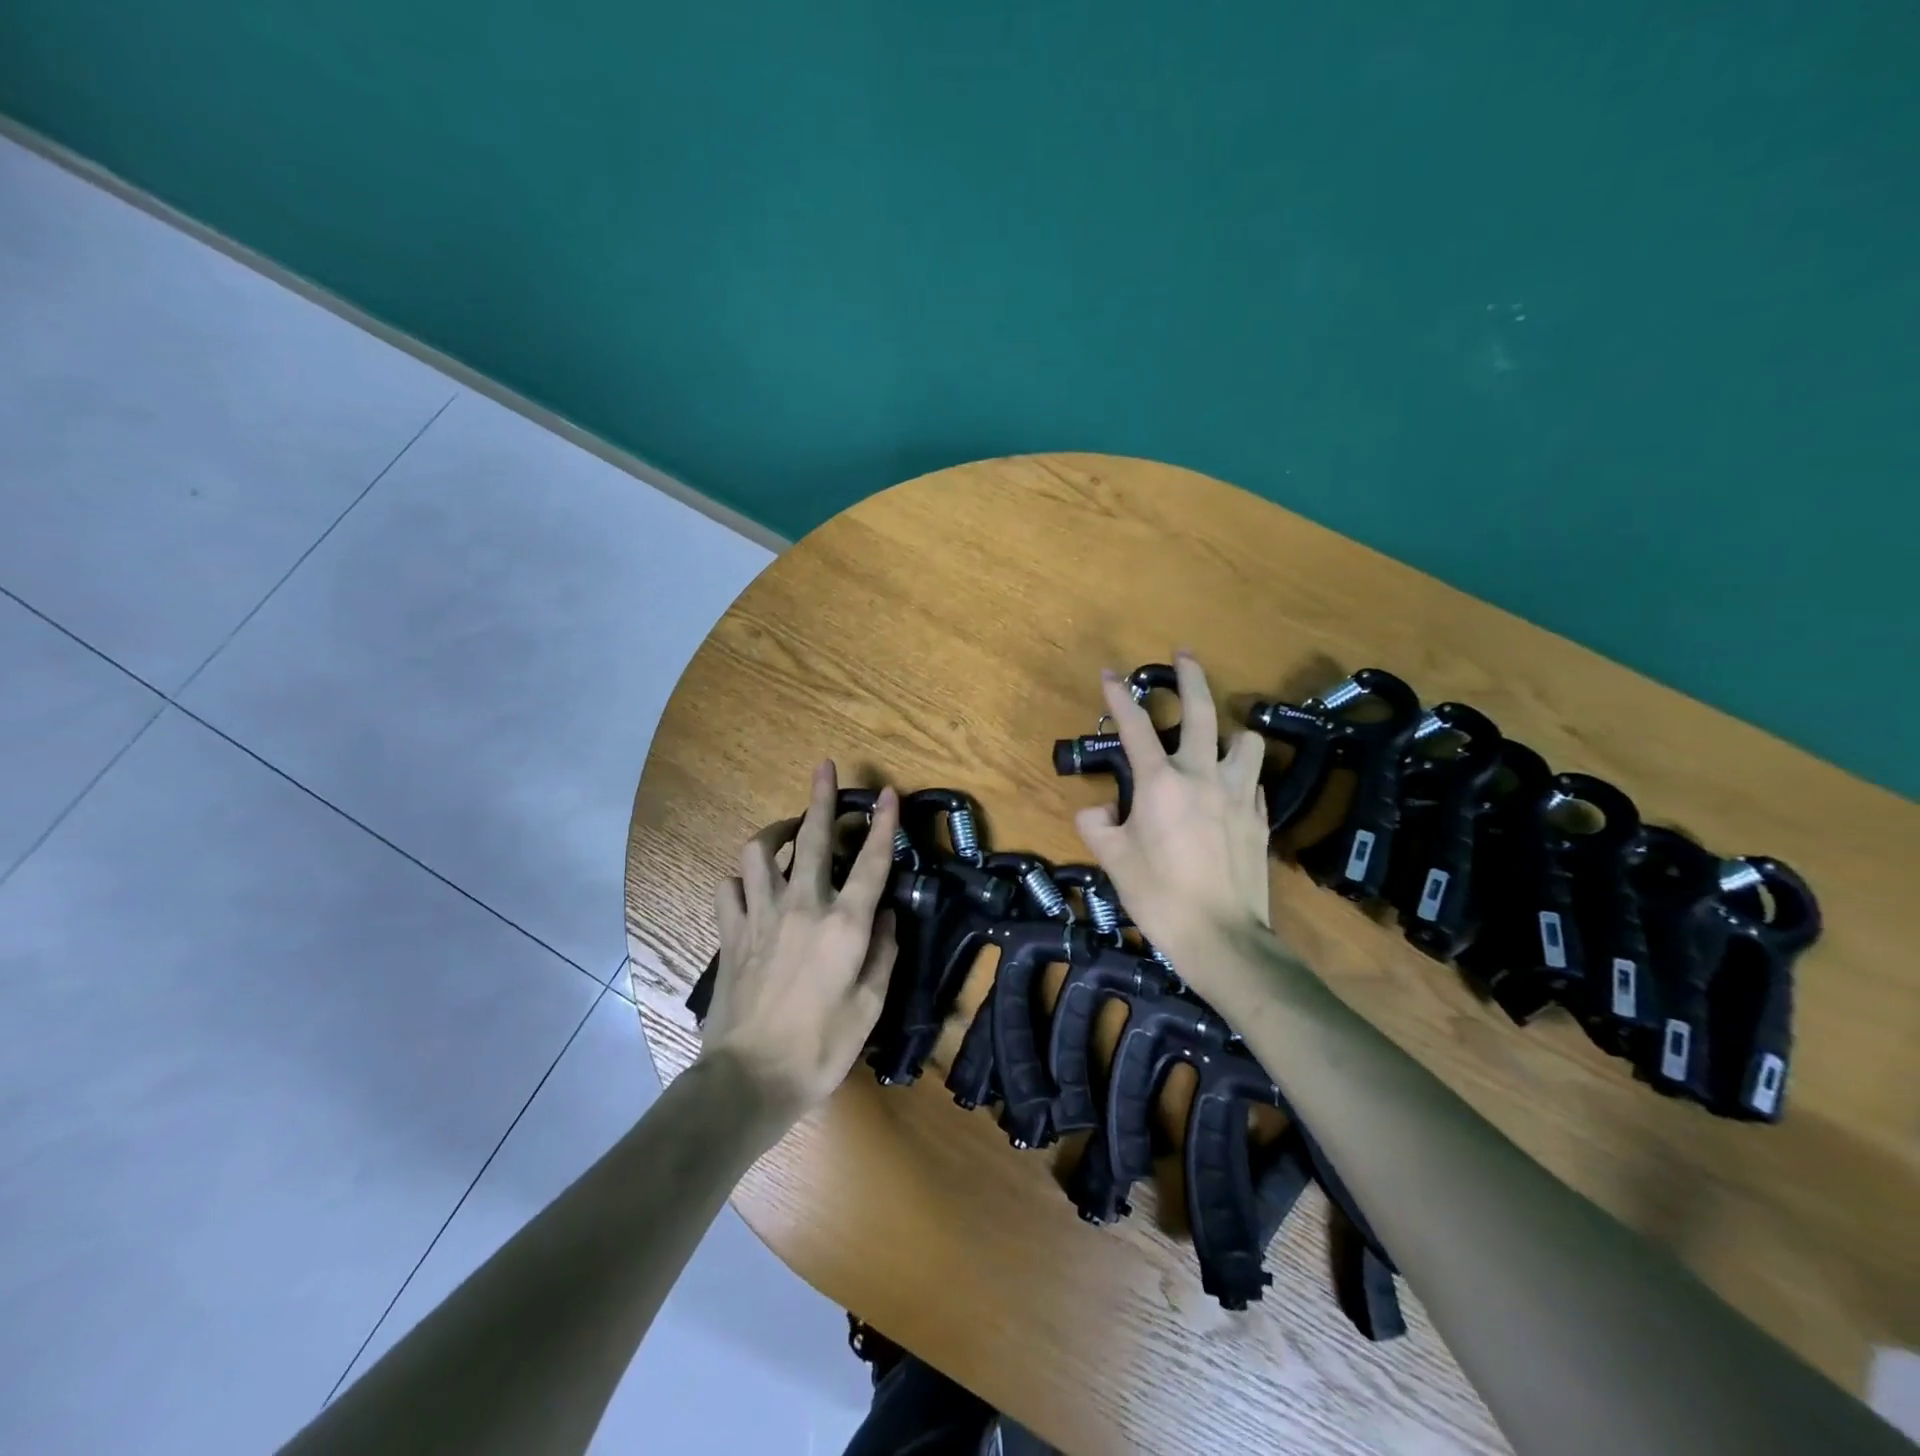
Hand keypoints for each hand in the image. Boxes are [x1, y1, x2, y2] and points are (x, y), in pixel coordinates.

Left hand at [698, 762, 900, 1116]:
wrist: (750, 1079)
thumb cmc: (821, 1047)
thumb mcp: (870, 1005)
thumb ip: (883, 952)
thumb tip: (886, 914)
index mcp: (844, 924)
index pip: (872, 862)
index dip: (884, 824)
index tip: (889, 794)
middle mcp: (803, 906)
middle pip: (813, 838)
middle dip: (821, 798)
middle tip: (823, 767)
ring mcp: (760, 916)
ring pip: (760, 852)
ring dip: (774, 833)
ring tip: (786, 831)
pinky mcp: (730, 933)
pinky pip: (729, 889)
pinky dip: (740, 881)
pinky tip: (749, 887)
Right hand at [1073, 653, 1272, 990]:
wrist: (1221, 937)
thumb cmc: (1158, 895)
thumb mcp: (1113, 859)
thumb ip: (1097, 825)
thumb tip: (1100, 808)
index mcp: (1161, 783)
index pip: (1134, 727)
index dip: (1118, 696)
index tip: (1109, 673)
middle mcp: (1202, 776)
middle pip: (1201, 711)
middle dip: (1191, 676)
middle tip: (1184, 654)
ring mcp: (1239, 795)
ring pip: (1245, 741)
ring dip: (1231, 731)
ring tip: (1220, 738)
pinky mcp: (1261, 818)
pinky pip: (1254, 781)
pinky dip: (1241, 775)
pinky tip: (1231, 789)